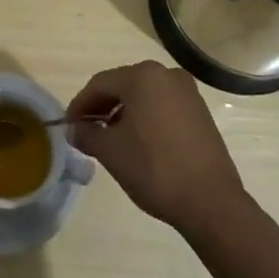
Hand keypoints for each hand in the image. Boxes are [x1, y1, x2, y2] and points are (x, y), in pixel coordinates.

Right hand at [66, 61, 246, 237]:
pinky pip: (162, 106)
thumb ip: (87, 134)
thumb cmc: (154, 169)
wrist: (211, 202)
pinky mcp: (200, 112)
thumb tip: (72, 129)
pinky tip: (138, 142)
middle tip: (85, 131)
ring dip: (122, 113)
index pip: (100, 84)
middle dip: (101, 107)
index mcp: (143, 76)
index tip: (68, 126)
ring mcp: (188, 93)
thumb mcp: (111, 152)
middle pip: (123, 86)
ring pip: (143, 96)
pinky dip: (145, 118)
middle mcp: (167, 75)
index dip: (80, 104)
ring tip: (109, 139)